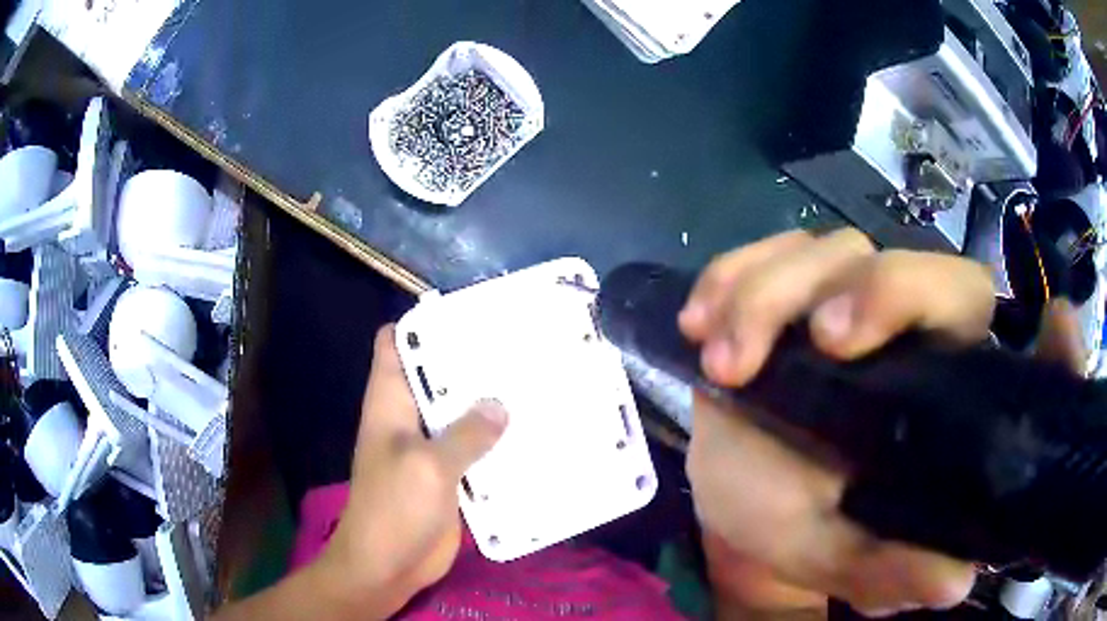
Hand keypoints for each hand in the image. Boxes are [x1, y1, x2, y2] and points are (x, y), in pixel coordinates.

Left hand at [318, 326, 507, 616]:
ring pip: (460, 414)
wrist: (388, 565)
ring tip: (534, 384)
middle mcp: (409, 418)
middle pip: (436, 377)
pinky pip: (474, 451)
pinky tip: (533, 436)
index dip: (422, 323)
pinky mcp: (450, 477)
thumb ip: (466, 433)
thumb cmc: (394, 508)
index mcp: (390, 402)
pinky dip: (497, 443)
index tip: (466, 312)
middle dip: (470, 362)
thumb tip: (502, 404)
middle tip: (518, 346)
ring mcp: (430, 449)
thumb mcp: (428, 465)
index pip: (395, 344)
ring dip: (489, 405)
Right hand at [679, 229, 1081, 616]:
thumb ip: (892, 568)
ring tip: (726, 359)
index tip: (1054, 325)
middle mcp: (911, 335)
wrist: (732, 495)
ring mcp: (845, 300)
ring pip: (836, 249)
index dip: (1048, 337)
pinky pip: (766, 251)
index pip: (1014, 361)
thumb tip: (956, 582)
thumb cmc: (791, 522)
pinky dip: (733, 276)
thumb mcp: (835, 554)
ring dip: (773, 293)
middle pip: (931, 270)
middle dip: (879, 291)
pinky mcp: (784, 289)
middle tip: (821, 342)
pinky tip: (702, 320)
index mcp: (943, 397)